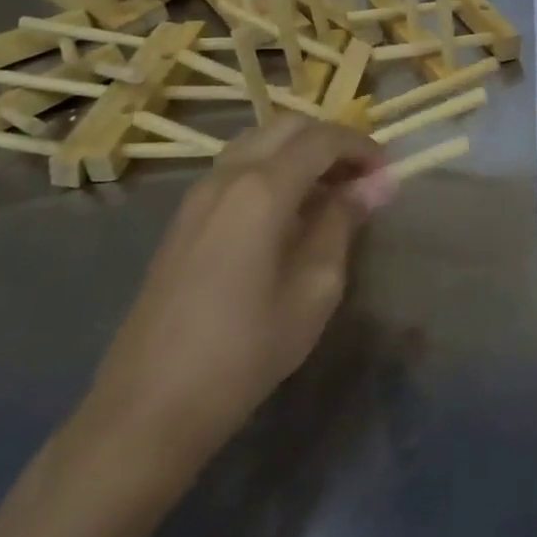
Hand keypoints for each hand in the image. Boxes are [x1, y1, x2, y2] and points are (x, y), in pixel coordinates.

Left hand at [78, 119, 391, 475]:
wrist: (148, 408)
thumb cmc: (245, 350)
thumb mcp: (315, 288)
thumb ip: (343, 223)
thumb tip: (374, 184)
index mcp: (262, 189)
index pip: (323, 139)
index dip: (362, 147)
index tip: (388, 174)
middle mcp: (227, 177)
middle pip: (288, 127)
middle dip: (332, 141)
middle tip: (361, 177)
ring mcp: (198, 196)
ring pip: (259, 142)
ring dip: (301, 152)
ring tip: (330, 192)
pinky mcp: (184, 219)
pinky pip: (238, 168)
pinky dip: (273, 169)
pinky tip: (289, 212)